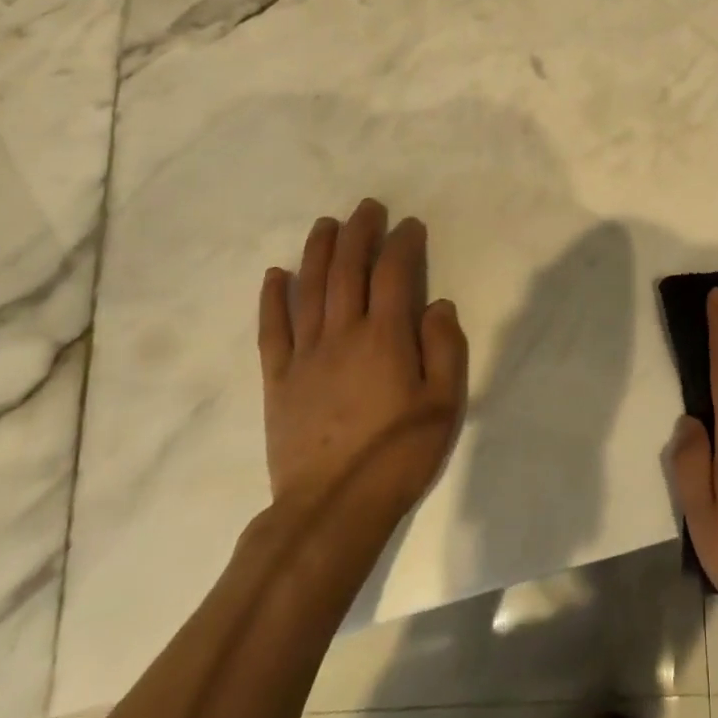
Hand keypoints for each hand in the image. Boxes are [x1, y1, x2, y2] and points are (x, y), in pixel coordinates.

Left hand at [257, 199, 468, 526]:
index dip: (403, 243)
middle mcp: (343, 334)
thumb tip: (437, 304)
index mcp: (385, 337)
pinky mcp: (278, 380)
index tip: (409, 226)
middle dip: (359, 233)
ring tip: (326, 224)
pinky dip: (272, 299)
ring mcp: (305, 355)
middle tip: (367, 208)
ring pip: (309, 289)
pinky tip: (274, 274)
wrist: (331, 510)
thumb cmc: (397, 455)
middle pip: (348, 270)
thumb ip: (445, 347)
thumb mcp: (444, 404)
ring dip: (318, 251)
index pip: (394, 273)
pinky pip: (272, 330)